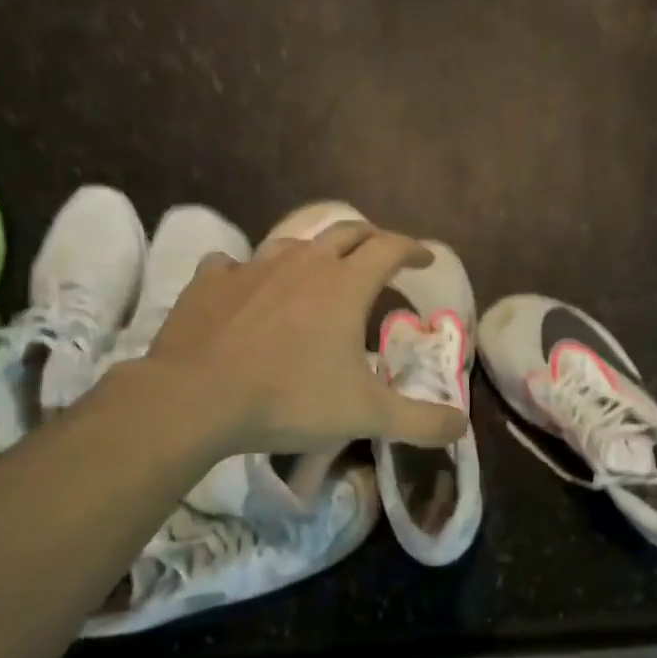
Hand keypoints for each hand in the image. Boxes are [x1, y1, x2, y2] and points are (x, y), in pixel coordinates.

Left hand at [130, 223, 469, 455]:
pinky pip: (233, 264)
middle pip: (346, 232)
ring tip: (320, 270)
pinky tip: (246, 286)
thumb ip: (420, 421)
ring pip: (293, 242)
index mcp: (345, 285)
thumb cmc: (289, 399)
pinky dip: (248, 271)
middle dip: (371, 238)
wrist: (195, 398)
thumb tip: (461, 426)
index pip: (389, 248)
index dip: (413, 249)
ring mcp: (252, 268)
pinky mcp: (210, 282)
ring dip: (315, 251)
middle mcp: (303, 264)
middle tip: (383, 255)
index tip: (425, 259)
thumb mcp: (366, 415)